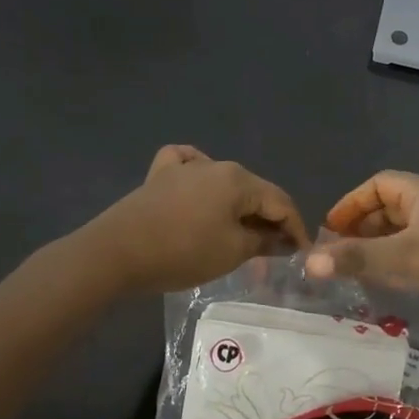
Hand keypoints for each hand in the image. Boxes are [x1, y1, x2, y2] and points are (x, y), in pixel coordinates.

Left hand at [85, 146, 308, 294]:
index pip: (280, 202)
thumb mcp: (232, 252)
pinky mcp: (158, 176)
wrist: (117, 252)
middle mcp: (216, 164)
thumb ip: (264, 241)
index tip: (301, 253)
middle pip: (253, 191)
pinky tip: (198, 185)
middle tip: (274, 250)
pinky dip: (199, 176)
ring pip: (224, 182)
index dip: (296, 228)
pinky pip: (187, 166)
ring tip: (241, 231)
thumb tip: (283, 240)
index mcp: (239, 179)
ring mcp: (184, 167)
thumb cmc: (183, 252)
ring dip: (238, 206)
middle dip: (267, 219)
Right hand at [304, 172, 418, 339]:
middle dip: (363, 226)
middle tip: (340, 253)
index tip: (330, 230)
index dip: (351, 203)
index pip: (379, 184)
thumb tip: (308, 260)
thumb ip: (357, 258)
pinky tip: (396, 280)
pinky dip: (402, 256)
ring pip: (409, 227)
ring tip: (360, 268)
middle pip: (393, 204)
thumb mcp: (405, 260)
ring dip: (382, 244)